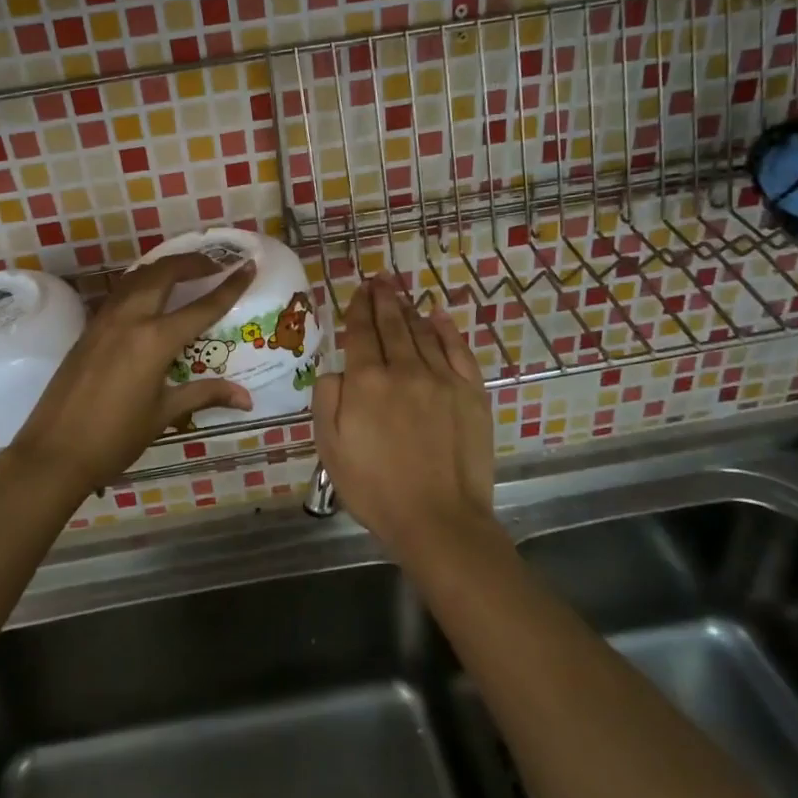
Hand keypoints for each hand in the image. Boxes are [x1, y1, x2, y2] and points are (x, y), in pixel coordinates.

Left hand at [4, 253, 256, 493]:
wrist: (54, 453)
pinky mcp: (88, 330)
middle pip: (164, 274)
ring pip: (137, 278)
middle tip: (215, 263)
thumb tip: (247, 398)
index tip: (248, 266)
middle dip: (192, 262)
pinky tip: (148, 295)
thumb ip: (204, 395)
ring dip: (164, 267)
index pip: (201, 307)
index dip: (228, 286)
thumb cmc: (115, 438)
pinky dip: (141, 283)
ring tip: (184, 271)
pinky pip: (119, 293)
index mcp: (154, 340)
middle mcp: (130, 320)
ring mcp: (104, 321)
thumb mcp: (163, 414)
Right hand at [312, 273, 495, 558]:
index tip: (359, 289)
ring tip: (400, 294)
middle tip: (380, 279)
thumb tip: (336, 369)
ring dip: (409, 310)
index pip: (361, 332)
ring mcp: (441, 379)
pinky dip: (447, 330)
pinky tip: (438, 316)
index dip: (358, 308)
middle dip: (383, 298)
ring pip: (423, 333)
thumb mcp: (330, 447)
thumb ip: (327, 399)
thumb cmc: (375, 487)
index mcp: (366, 381)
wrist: (438, 519)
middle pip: (393, 324)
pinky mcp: (471, 393)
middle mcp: (404, 369)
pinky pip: (458, 350)